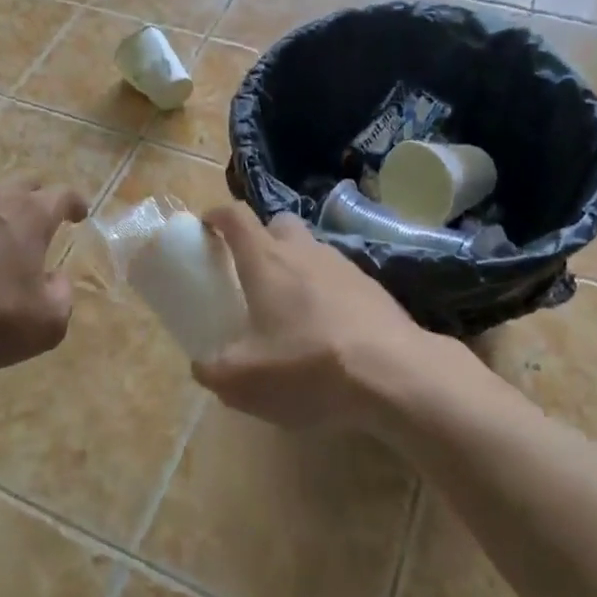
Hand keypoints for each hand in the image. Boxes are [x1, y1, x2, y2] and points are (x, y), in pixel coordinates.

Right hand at [194, 204, 455, 430]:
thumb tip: (203, 365)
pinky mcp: (373, 287)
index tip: (207, 227)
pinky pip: (339, 278)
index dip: (218, 216)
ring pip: (312, 250)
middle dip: (262, 237)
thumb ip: (214, 371)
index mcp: (266, 260)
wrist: (394, 374)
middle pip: (279, 224)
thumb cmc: (308, 366)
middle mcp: (304, 251)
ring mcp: (343, 266)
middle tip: (253, 273)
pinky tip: (329, 330)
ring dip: (297, 267)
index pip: (236, 217)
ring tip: (292, 309)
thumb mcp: (245, 381)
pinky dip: (327, 292)